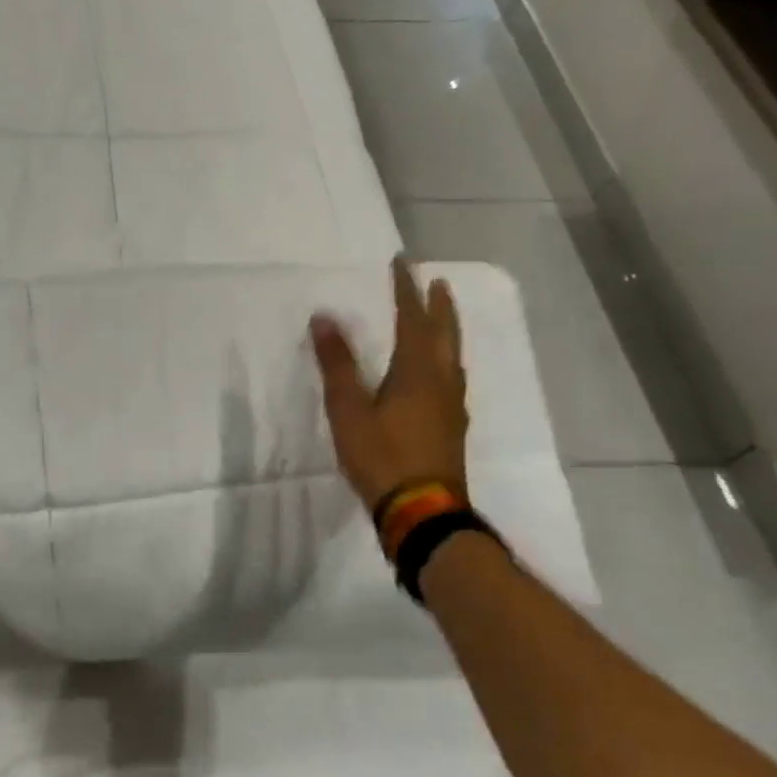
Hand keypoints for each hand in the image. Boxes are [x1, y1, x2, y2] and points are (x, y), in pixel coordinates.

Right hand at [311, 256, 469, 558]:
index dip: (406, 290)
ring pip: (453, 357)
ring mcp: (451, 407)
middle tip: (438, 283)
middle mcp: (441, 382)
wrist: (423, 512)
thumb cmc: (382, 456)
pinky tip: (439, 374)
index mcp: (417, 371)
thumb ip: (337, 363)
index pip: (413, 319)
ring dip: (447, 331)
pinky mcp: (451, 428)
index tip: (403, 263)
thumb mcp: (349, 409)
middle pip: (444, 334)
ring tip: (441, 319)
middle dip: (439, 306)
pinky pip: (451, 378)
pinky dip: (446, 360)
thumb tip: (324, 317)